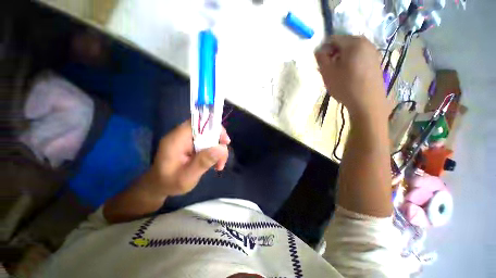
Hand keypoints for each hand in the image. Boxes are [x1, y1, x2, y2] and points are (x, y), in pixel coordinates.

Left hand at [147, 120, 229, 196]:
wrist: (158, 186)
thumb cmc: (169, 183)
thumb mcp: (187, 177)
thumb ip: (203, 162)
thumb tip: (222, 148)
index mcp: (177, 139)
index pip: (198, 122)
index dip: (214, 128)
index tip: (225, 142)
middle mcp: (181, 135)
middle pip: (207, 130)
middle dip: (218, 143)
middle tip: (222, 160)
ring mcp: (186, 139)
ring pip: (209, 137)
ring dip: (217, 150)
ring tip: (218, 165)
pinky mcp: (190, 144)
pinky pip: (206, 142)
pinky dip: (213, 151)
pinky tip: (214, 163)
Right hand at [315, 35, 386, 117]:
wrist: (367, 102)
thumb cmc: (345, 86)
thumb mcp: (327, 73)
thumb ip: (321, 59)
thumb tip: (319, 50)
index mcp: (353, 43)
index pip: (333, 38)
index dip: (324, 49)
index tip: (321, 62)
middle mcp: (366, 43)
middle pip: (344, 43)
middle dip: (334, 54)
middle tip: (328, 68)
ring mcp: (373, 52)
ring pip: (352, 50)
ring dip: (342, 58)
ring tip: (338, 73)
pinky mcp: (376, 62)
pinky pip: (360, 56)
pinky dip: (351, 62)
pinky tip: (348, 75)